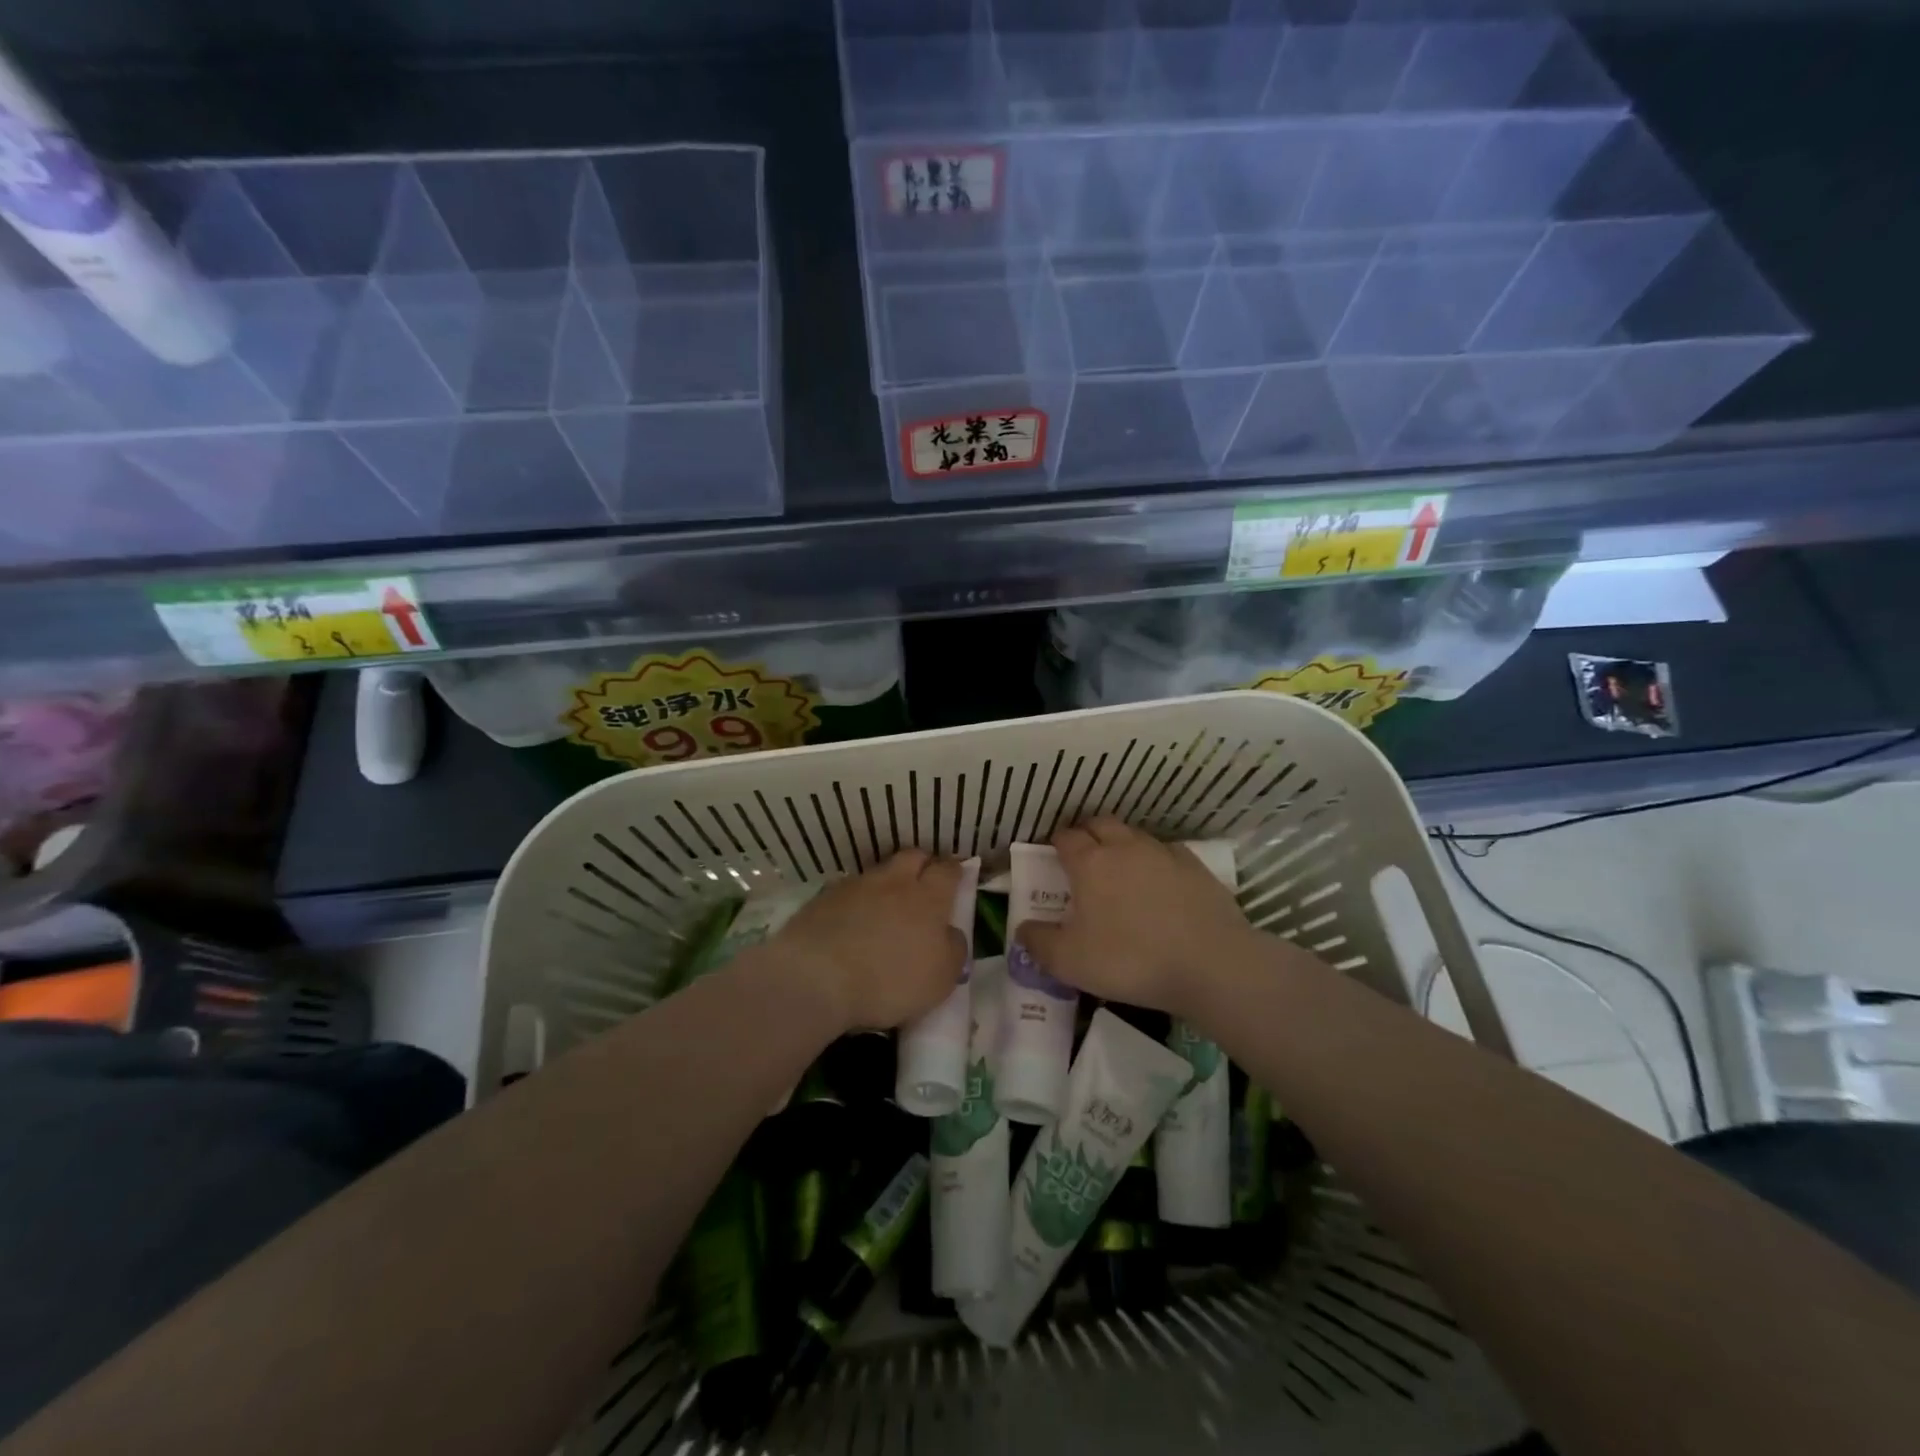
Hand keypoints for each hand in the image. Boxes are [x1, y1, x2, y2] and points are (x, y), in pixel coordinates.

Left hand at [771, 850, 967, 1030]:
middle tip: (924, 885)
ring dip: (887, 884)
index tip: (957, 878)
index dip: (955, 871)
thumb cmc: (890, 980)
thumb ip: (954, 949)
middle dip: (922, 865)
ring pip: (879, 872)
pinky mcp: (823, 899)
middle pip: (913, 857)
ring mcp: (855, 886)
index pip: (948, 870)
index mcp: (928, 898)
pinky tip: (852, 922)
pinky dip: (856, 902)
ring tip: (885, 908)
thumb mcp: (941, 978)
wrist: (817, 978)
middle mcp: (894, 882)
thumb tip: (951, 933)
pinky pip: (848, 891)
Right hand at [1014, 818, 1258, 1020]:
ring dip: (1121, 844)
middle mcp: (1124, 847)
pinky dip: (1155, 860)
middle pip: (1100, 824)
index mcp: (1090, 863)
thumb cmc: (1130, 960)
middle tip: (1082, 856)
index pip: (1065, 837)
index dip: (1055, 843)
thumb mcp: (1070, 962)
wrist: (1210, 964)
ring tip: (1120, 868)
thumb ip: (1039, 943)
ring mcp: (1163, 853)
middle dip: (1087, 833)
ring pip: (1134, 835)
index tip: (1052, 856)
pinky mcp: (1196, 867)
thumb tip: (1022, 929)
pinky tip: (1159, 881)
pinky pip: (1167, 852)